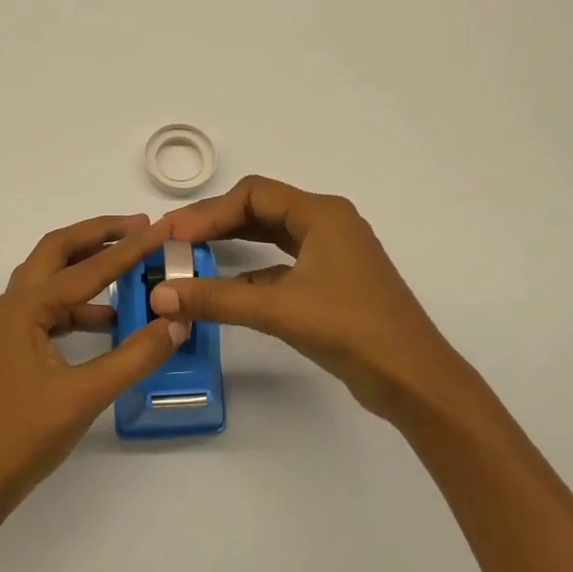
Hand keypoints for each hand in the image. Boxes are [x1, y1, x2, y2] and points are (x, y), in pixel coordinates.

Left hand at [0, 214, 186, 513]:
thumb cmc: (22, 436)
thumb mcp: (85, 394)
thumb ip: (135, 356)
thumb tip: (176, 323)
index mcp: (25, 309)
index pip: (87, 268)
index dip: (128, 248)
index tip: (161, 228)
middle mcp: (11, 307)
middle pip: (56, 253)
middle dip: (96, 235)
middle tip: (138, 227)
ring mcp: (8, 329)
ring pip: (50, 281)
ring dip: (87, 269)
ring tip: (130, 269)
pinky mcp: (12, 350)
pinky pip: (50, 311)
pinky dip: (80, 307)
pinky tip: (109, 322)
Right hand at [154, 176, 466, 421]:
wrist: (412, 378)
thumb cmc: (350, 328)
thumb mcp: (278, 309)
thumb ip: (217, 299)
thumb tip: (160, 295)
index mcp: (322, 214)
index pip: (253, 194)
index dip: (208, 211)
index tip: (173, 235)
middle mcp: (328, 224)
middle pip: (261, 210)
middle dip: (217, 224)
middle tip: (174, 243)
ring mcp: (333, 255)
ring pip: (273, 237)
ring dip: (234, 245)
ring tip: (192, 259)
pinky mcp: (333, 283)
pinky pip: (283, 265)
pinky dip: (253, 271)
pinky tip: (227, 289)